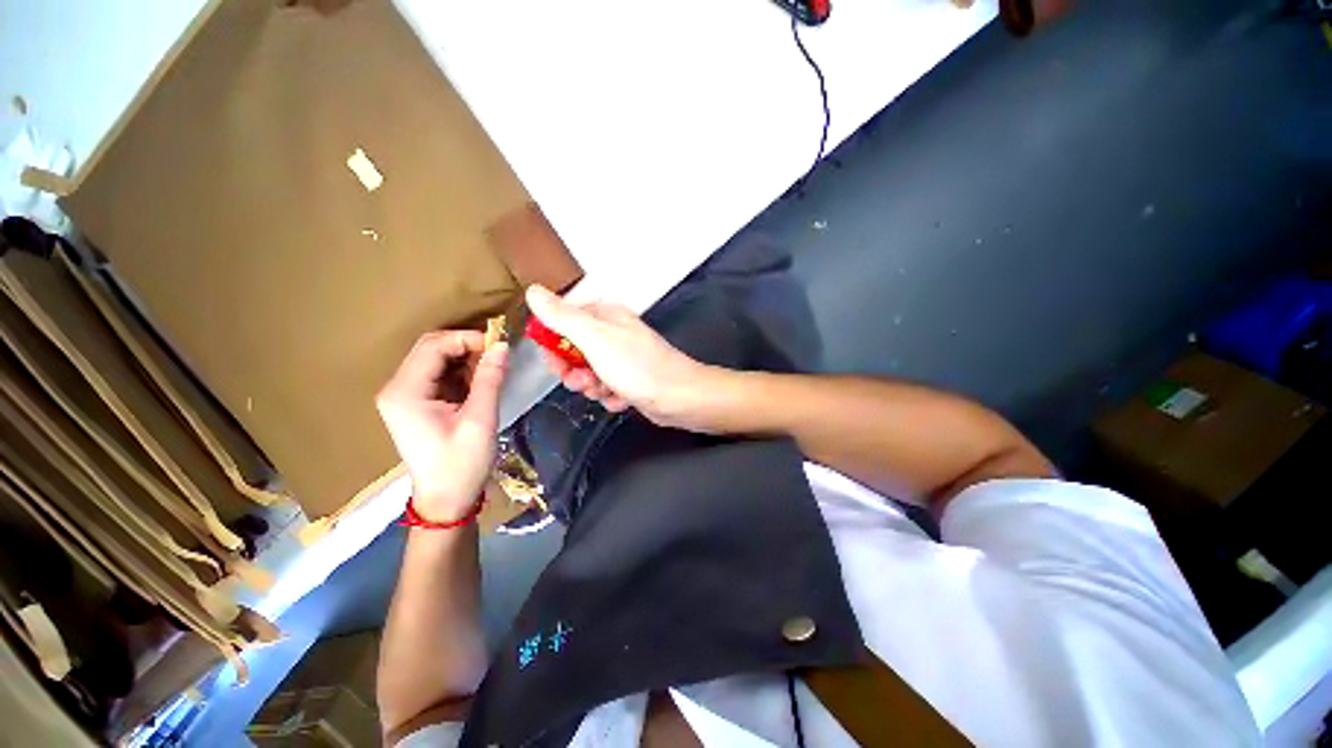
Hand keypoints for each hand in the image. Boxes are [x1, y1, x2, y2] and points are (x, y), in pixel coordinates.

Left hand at [376, 330, 507, 520]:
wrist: (446, 499)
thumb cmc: (462, 463)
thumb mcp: (480, 420)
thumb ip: (489, 379)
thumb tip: (503, 346)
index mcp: (405, 392)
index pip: (433, 346)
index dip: (468, 339)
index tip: (500, 346)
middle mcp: (397, 388)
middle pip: (431, 348)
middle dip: (467, 346)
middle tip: (498, 356)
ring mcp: (404, 395)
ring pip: (436, 359)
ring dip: (466, 358)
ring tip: (493, 370)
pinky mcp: (416, 403)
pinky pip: (439, 374)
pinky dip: (462, 371)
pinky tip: (481, 382)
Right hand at [525, 285, 717, 428]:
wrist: (679, 397)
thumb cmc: (637, 366)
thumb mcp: (594, 338)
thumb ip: (562, 317)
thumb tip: (533, 291)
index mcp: (605, 316)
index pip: (564, 321)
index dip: (553, 342)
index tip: (553, 361)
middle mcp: (614, 333)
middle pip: (575, 350)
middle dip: (573, 370)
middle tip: (581, 380)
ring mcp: (624, 358)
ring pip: (589, 372)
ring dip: (591, 385)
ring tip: (604, 390)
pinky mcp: (631, 379)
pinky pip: (607, 387)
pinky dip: (610, 396)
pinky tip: (621, 399)